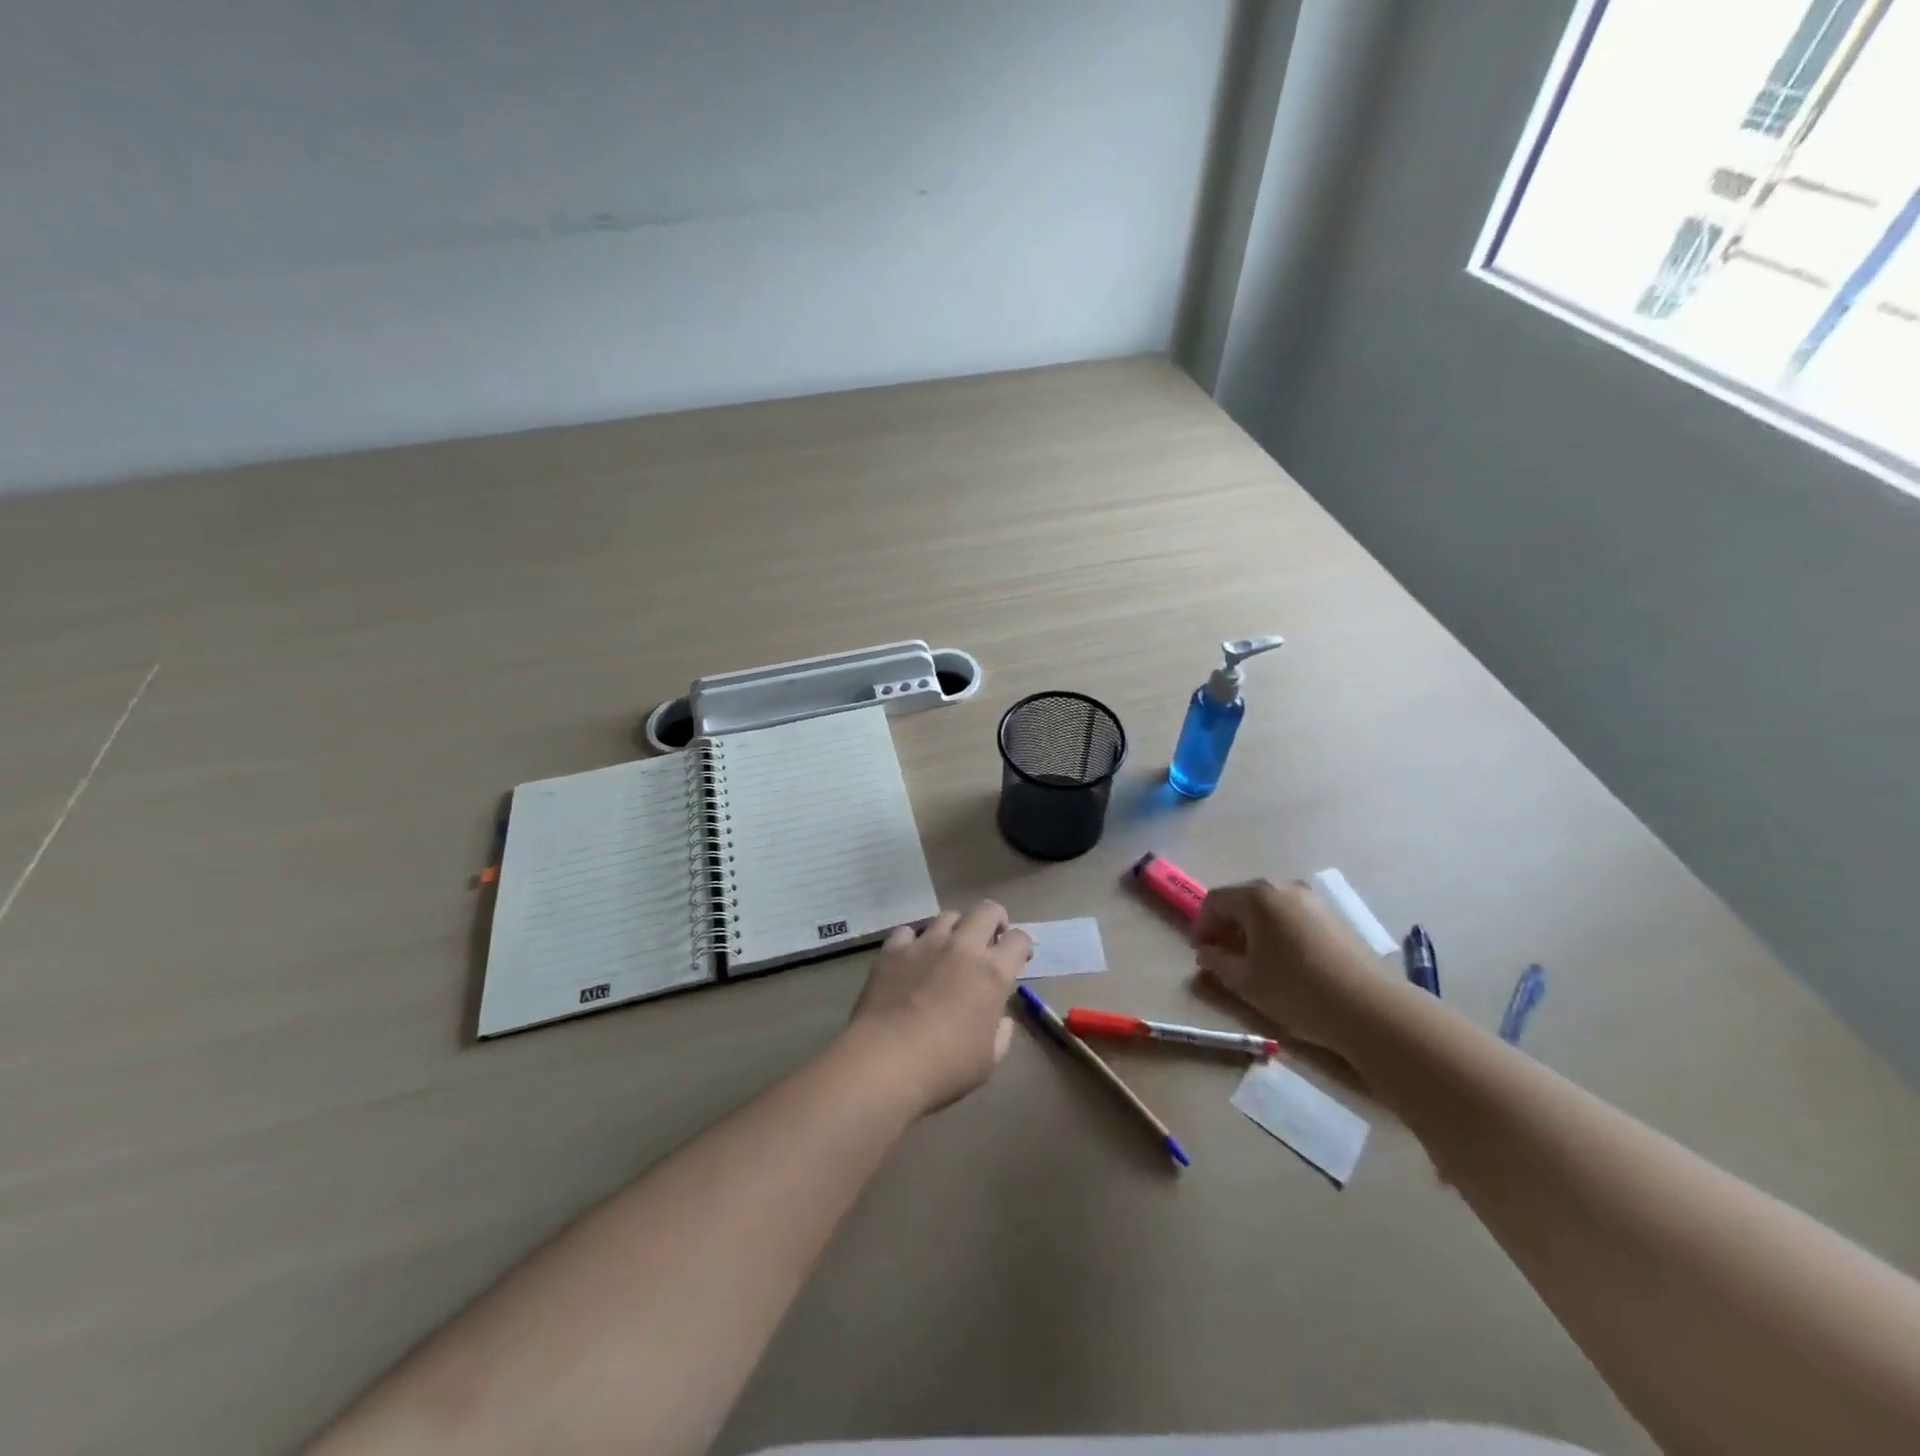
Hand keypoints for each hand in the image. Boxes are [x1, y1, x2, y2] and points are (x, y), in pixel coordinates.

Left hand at [844, 902, 1031, 1116]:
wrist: (886, 1061)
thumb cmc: (945, 1066)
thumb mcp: (988, 1060)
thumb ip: (1000, 1033)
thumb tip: (1000, 1019)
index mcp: (992, 973)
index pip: (1019, 940)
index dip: (1021, 946)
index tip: (1017, 959)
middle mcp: (962, 948)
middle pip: (986, 910)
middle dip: (994, 919)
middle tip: (989, 939)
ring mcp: (925, 944)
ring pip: (947, 916)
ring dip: (955, 929)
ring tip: (948, 948)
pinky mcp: (893, 950)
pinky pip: (907, 931)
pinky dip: (913, 941)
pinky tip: (910, 958)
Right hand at [1194, 879, 1381, 1059]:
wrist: (1369, 1008)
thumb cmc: (1296, 990)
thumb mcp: (1245, 980)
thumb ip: (1217, 961)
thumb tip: (1207, 952)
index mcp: (1257, 896)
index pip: (1214, 900)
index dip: (1201, 925)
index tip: (1200, 953)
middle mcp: (1283, 887)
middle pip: (1242, 900)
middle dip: (1227, 926)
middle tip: (1222, 956)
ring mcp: (1312, 899)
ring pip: (1269, 908)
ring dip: (1253, 929)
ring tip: (1253, 961)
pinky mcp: (1333, 916)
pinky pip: (1292, 916)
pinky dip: (1278, 932)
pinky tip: (1284, 961)